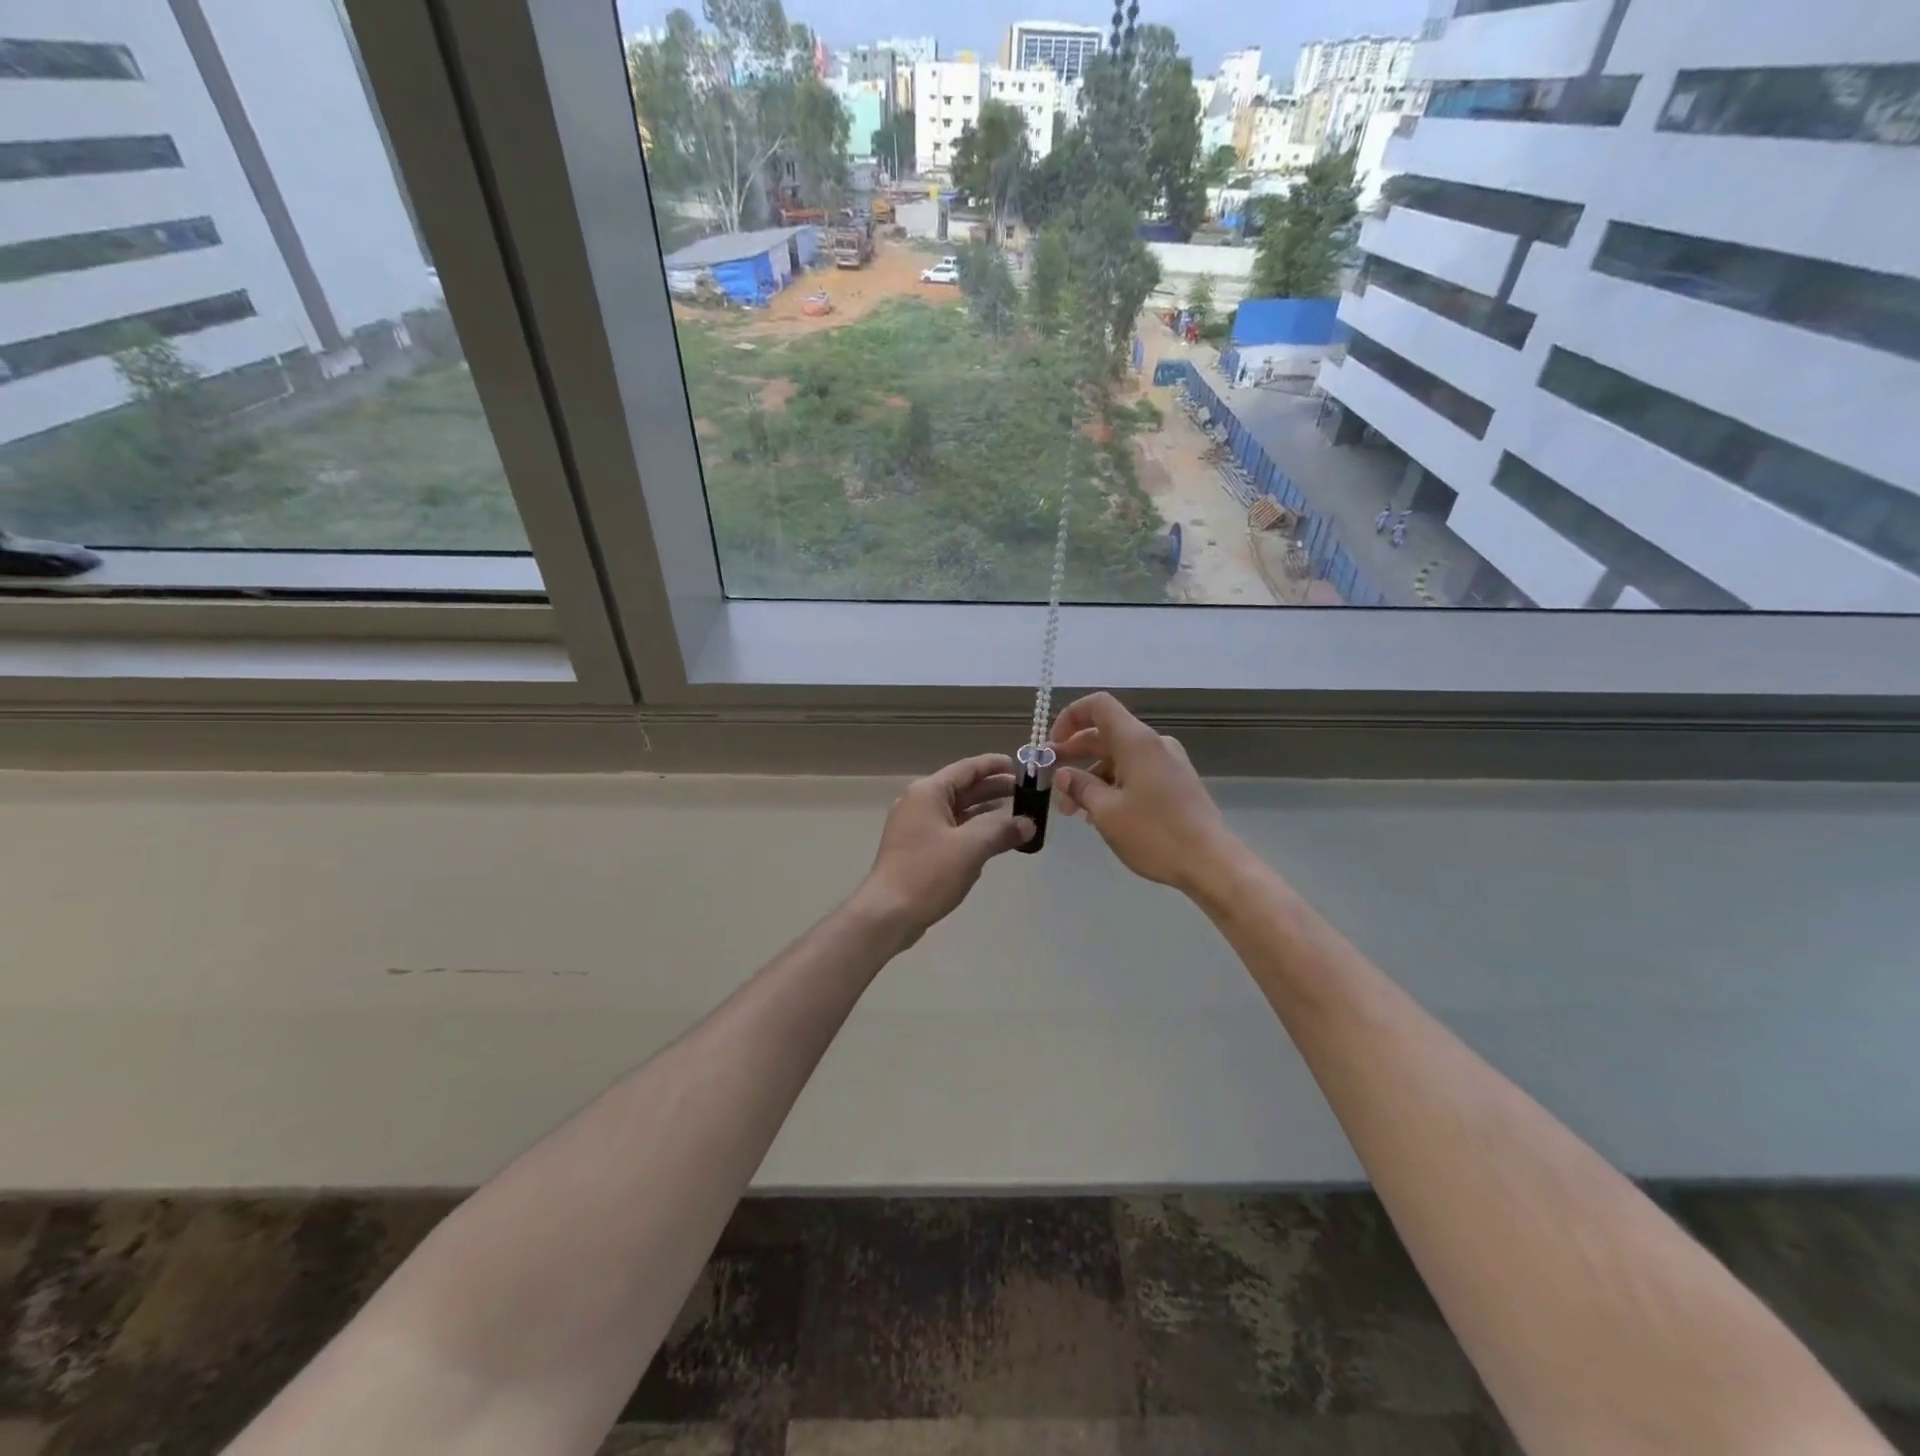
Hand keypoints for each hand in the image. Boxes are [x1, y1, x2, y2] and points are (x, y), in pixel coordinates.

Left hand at [855, 753, 1034, 943]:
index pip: (967, 769)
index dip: (994, 766)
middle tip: (1028, 794)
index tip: (1021, 767)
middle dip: (995, 790)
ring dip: (987, 813)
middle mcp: (921, 803)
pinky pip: (953, 831)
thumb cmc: (928, 872)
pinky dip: (974, 832)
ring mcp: (917, 827)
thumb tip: (1028, 823)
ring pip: (959, 812)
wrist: (888, 913)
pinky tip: (995, 840)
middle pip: (964, 789)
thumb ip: (1002, 830)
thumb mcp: (971, 847)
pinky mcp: (919, 850)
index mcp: (928, 792)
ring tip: (1019, 816)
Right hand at [1049, 692, 1239, 895]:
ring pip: (1119, 757)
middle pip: (1105, 733)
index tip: (1052, 747)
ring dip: (1091, 776)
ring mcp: (1167, 763)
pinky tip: (1100, 814)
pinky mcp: (1175, 783)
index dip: (1069, 718)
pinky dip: (1112, 785)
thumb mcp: (1106, 812)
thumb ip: (1080, 787)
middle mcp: (1153, 744)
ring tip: (1072, 810)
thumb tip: (1063, 774)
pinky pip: (1135, 772)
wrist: (1210, 862)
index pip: (1097, 706)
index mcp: (1136, 741)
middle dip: (1074, 754)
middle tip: (1051, 779)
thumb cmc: (1154, 833)